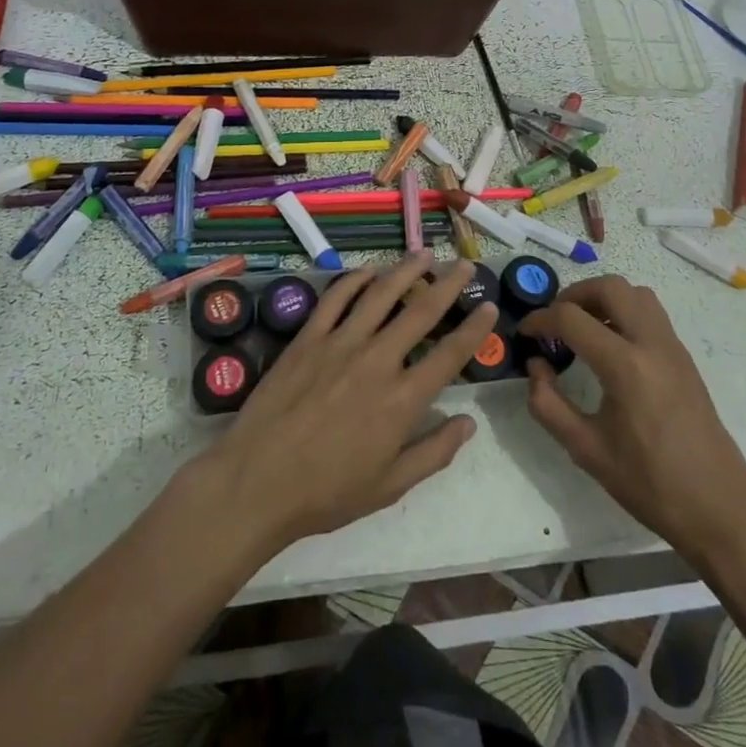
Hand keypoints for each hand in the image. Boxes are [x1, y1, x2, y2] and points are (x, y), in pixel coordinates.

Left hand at [202, 254, 495, 554]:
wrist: (257, 481)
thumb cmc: (327, 492)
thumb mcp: (390, 486)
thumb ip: (434, 453)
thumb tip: (469, 423)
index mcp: (402, 400)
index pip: (450, 354)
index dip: (474, 327)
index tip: (489, 305)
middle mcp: (377, 361)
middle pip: (420, 311)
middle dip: (447, 284)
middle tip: (463, 263)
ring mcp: (339, 343)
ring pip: (380, 294)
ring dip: (406, 270)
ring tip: (423, 254)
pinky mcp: (308, 338)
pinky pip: (336, 298)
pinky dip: (355, 280)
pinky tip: (368, 271)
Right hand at [519, 275, 745, 550]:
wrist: (719, 509)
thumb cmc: (650, 484)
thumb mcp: (586, 450)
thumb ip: (548, 403)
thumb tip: (536, 365)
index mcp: (625, 366)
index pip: (571, 318)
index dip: (540, 319)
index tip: (524, 333)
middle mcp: (652, 344)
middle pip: (610, 287)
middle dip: (574, 295)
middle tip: (554, 321)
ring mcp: (673, 347)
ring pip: (635, 293)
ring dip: (603, 298)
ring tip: (581, 327)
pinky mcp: (684, 357)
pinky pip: (651, 313)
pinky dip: (624, 311)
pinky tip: (609, 345)